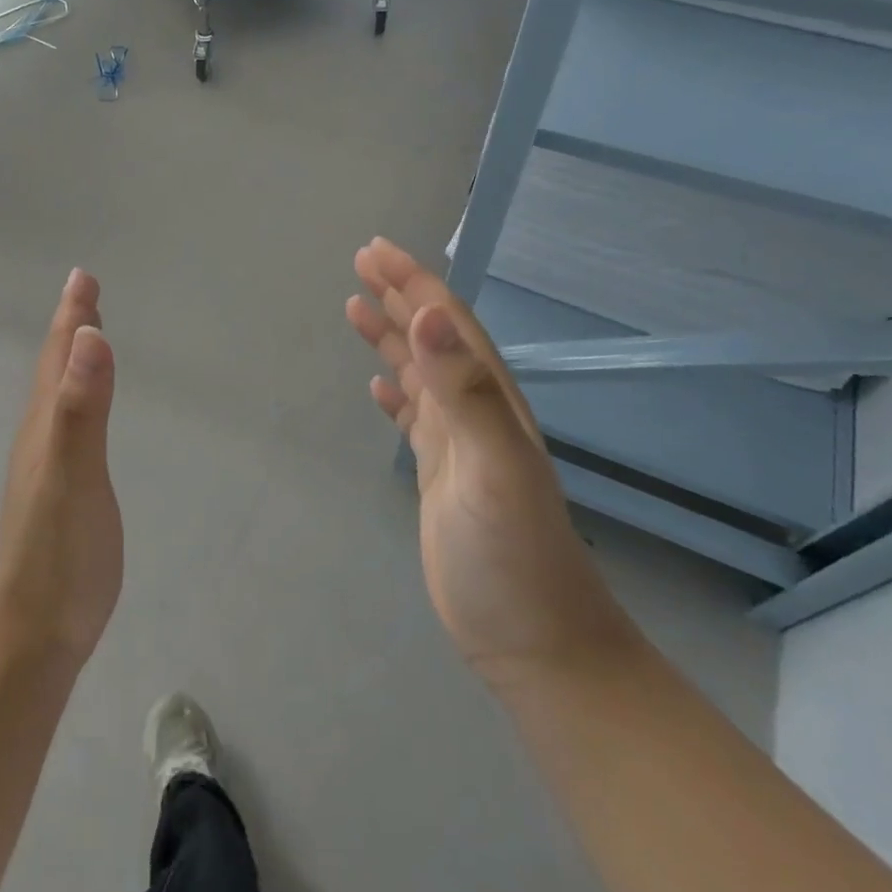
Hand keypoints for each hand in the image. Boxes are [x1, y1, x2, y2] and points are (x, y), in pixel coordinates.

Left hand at [0, 268, 121, 668]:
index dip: (71, 316)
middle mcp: (41, 437)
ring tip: (84, 337)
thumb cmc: (58, 552)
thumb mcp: (73, 474)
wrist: (34, 633)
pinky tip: (82, 411)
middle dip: (70, 327)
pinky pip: (68, 425)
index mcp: (46, 425)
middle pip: (55, 369)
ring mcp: (47, 466)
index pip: (60, 358)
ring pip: (58, 395)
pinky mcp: (59, 492)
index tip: (82, 276)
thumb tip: (89, 336)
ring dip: (71, 359)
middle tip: (84, 292)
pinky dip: (77, 398)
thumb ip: (81, 407)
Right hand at [346, 238, 638, 692]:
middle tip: (361, 261)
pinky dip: (396, 390)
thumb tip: (431, 315)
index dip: (413, 281)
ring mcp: (458, 443)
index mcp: (487, 397)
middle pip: (432, 336)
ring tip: (356, 306)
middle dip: (399, 294)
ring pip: (420, 371)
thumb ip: (463, 392)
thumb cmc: (513, 554)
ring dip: (392, 335)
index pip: (446, 322)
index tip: (374, 250)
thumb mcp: (492, 468)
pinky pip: (414, 415)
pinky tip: (379, 385)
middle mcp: (474, 409)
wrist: (535, 640)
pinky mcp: (442, 474)